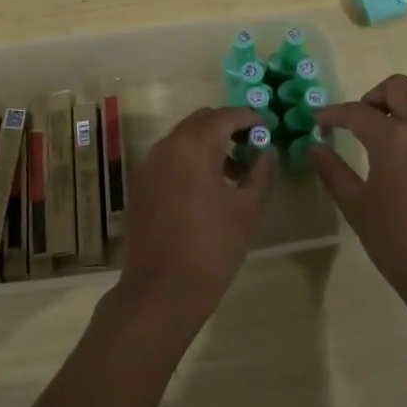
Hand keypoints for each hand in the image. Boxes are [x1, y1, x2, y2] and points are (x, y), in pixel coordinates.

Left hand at [116, 106, 270, 329]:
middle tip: (251, 145)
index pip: (226, 116)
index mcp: (194, 145)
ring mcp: (148, 165)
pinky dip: (189, 159)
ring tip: (234, 171)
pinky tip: (207, 187)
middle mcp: (167, 145)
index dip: (249, 118)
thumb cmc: (212, 247)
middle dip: (227, 126)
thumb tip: (263, 152)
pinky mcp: (140, 185)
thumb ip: (259, 172)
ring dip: (208, 143)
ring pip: (183, 138)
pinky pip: (169, 158)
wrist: (161, 290)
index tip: (267, 128)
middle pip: (201, 121)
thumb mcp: (248, 209)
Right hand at [314, 75, 406, 328]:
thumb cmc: (400, 246)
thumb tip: (316, 148)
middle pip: (400, 87)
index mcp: (395, 140)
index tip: (321, 121)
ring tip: (398, 135)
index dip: (334, 113)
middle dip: (375, 97)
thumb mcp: (358, 209)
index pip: (358, 112)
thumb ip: (334, 173)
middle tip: (364, 121)